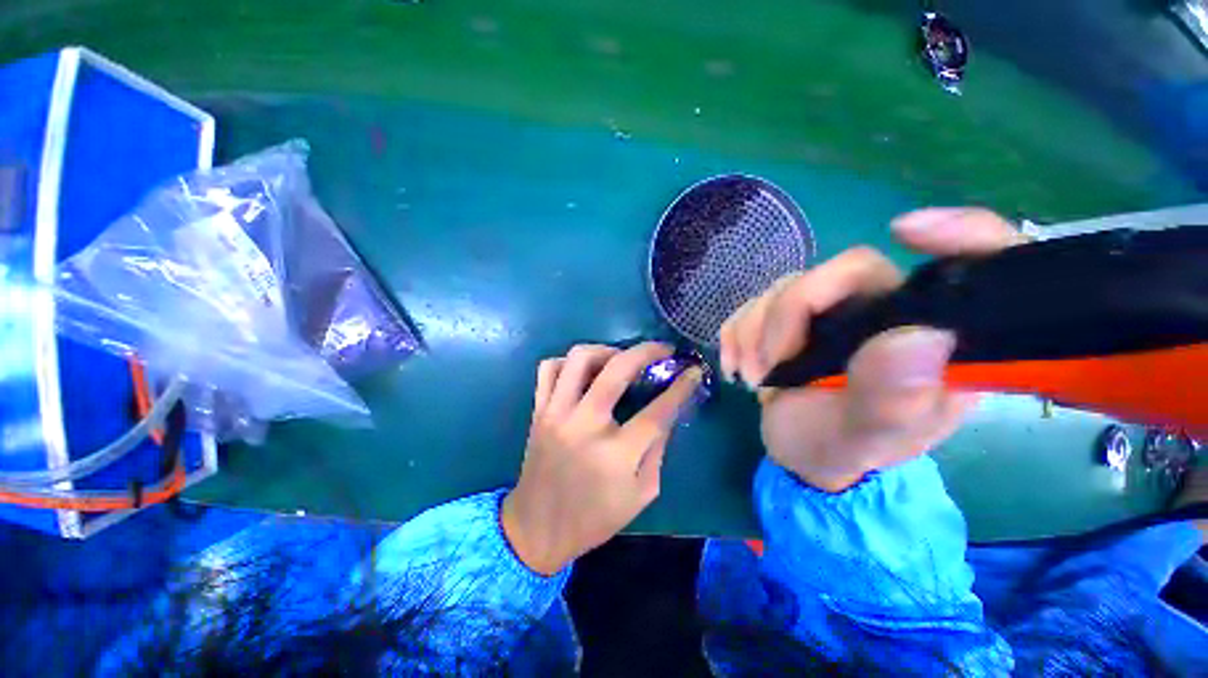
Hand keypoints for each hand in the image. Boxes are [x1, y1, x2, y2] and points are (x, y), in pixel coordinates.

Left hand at [502, 342, 702, 574]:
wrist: (537, 529)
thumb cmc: (594, 518)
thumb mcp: (641, 493)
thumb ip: (657, 449)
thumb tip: (668, 412)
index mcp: (615, 454)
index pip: (657, 411)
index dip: (680, 387)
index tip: (693, 371)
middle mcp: (584, 425)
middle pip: (617, 369)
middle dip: (646, 351)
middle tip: (662, 349)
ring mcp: (556, 413)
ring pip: (579, 358)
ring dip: (606, 350)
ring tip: (620, 359)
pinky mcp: (539, 410)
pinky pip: (549, 368)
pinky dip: (569, 362)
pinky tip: (584, 372)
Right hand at [719, 208, 1026, 491]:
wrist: (799, 453)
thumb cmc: (842, 451)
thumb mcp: (868, 438)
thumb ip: (892, 397)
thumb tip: (919, 337)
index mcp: (931, 340)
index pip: (968, 267)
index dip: (957, 233)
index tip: (906, 230)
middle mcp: (884, 312)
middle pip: (835, 274)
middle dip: (784, 318)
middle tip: (768, 368)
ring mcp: (831, 311)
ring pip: (782, 287)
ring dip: (752, 333)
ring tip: (752, 377)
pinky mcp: (790, 316)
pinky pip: (752, 302)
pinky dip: (735, 332)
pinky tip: (735, 364)